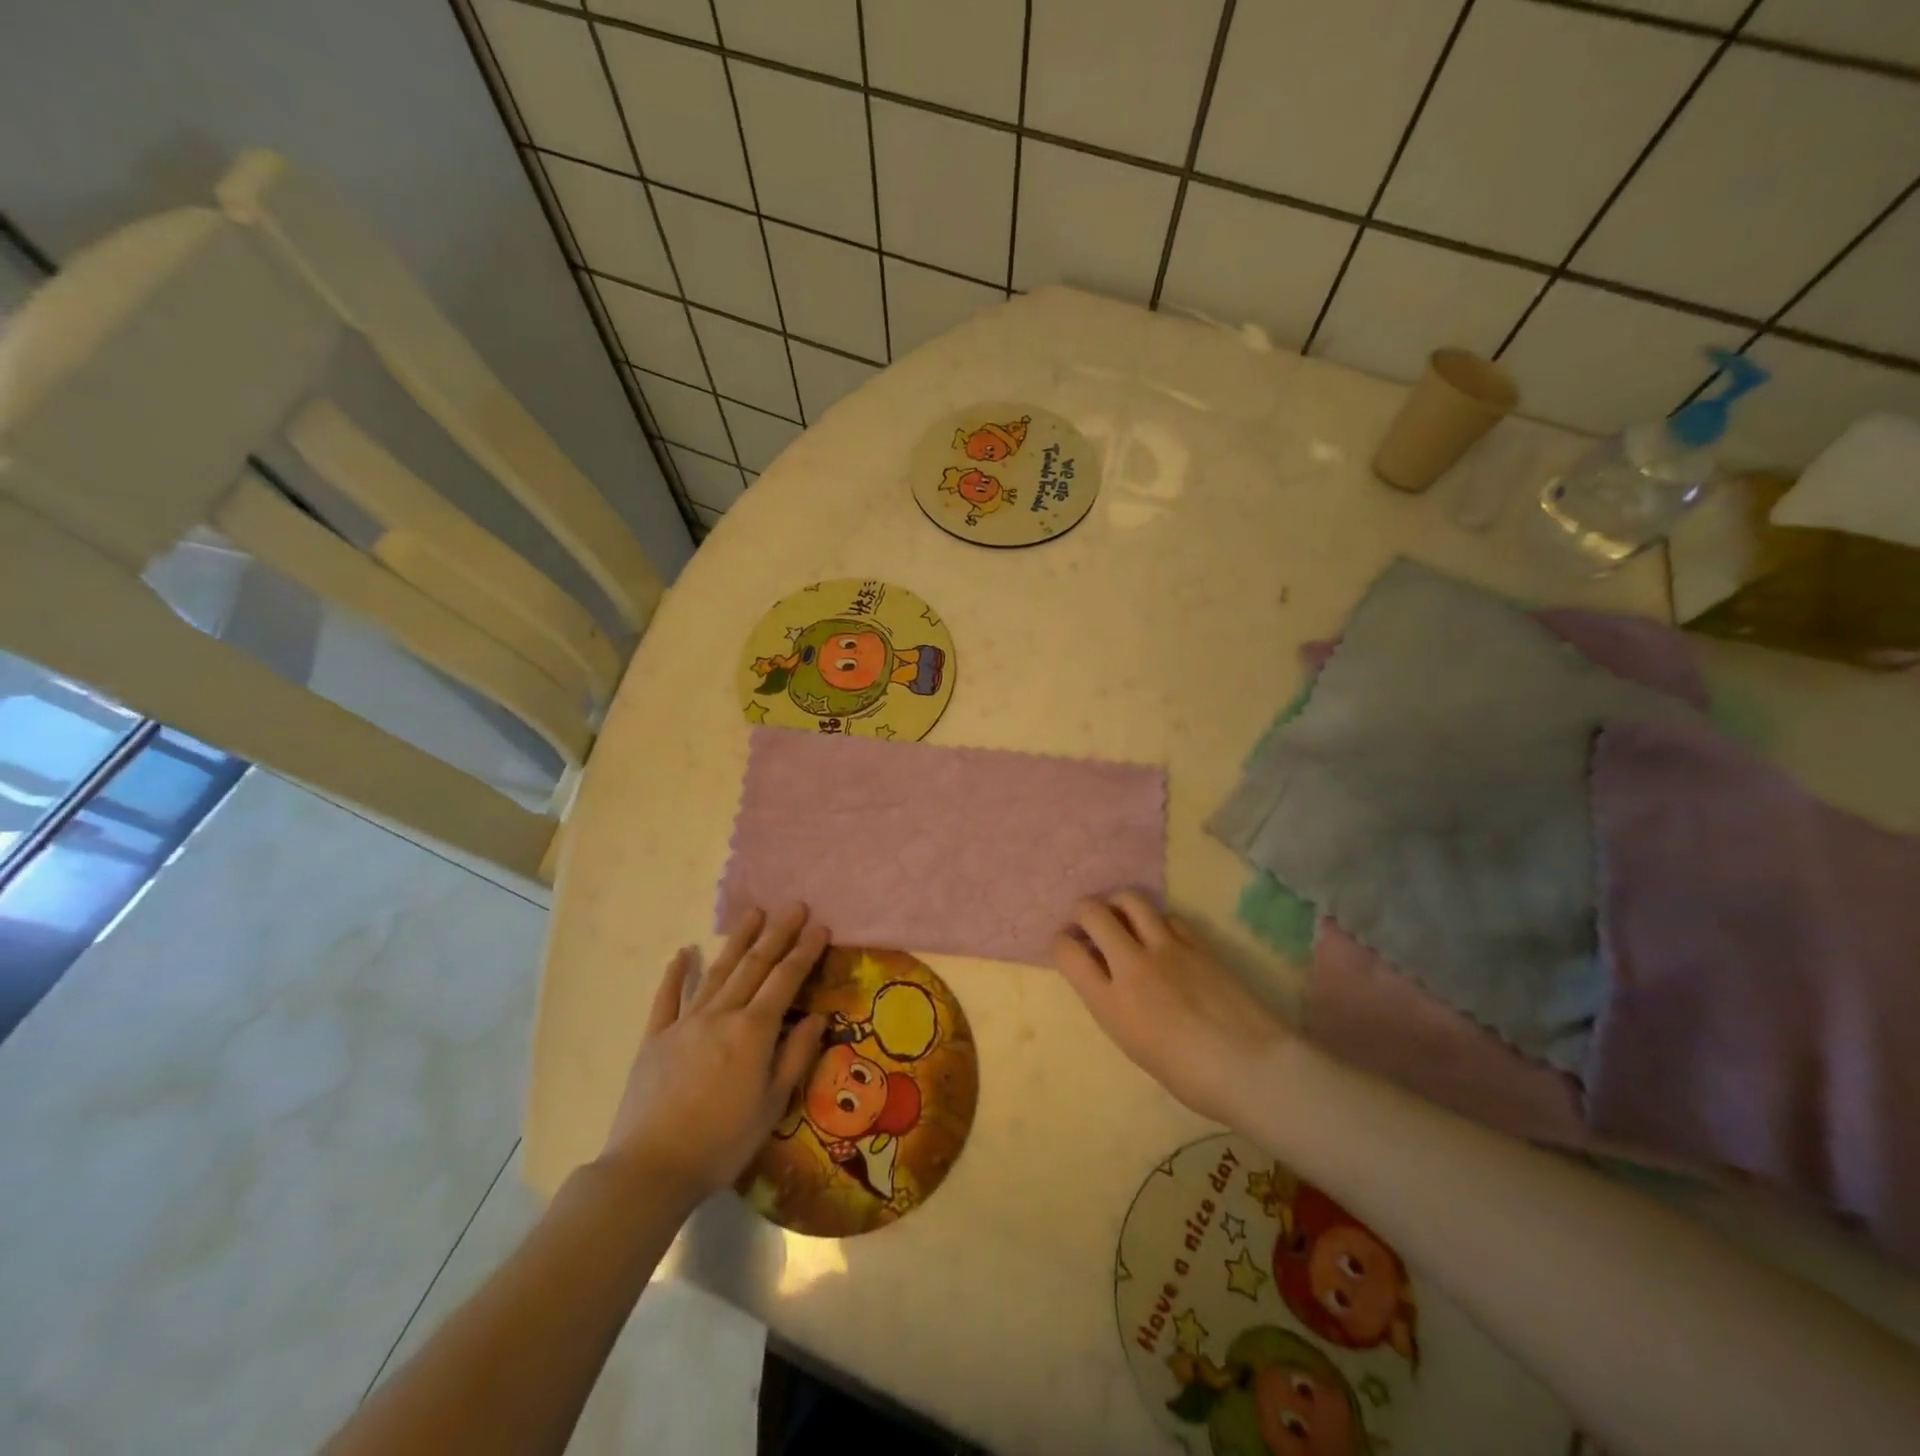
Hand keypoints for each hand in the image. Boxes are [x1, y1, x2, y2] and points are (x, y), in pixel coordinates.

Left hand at [597, 904, 827, 1210]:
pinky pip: (667, 997)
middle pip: (754, 965)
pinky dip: (676, 973)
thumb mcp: (772, 1106)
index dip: (805, 951)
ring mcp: (685, 1022)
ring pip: (717, 971)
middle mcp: (721, 1014)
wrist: (650, 1169)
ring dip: (738, 940)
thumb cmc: (721, 1142)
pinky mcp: (655, 1037)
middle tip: (795, 905)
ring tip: (754, 913)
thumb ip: (795, 1056)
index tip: (820, 926)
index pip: (786, 980)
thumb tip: (817, 1017)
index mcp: (753, 1031)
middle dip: (777, 933)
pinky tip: (684, 952)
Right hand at [1054, 892, 1288, 1125]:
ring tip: (1121, 916)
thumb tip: (1107, 977)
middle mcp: (1132, 965)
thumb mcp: (1133, 1045)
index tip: (1068, 946)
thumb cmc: (1190, 1077)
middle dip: (1082, 911)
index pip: (1066, 951)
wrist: (1252, 1068)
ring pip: (1130, 899)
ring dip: (1117, 902)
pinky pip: (1167, 916)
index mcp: (1110, 1002)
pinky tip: (1161, 936)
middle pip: (1092, 912)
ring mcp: (1166, 948)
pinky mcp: (1197, 942)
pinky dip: (1156, 920)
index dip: (1060, 942)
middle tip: (1088, 923)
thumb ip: (1113, 1004)